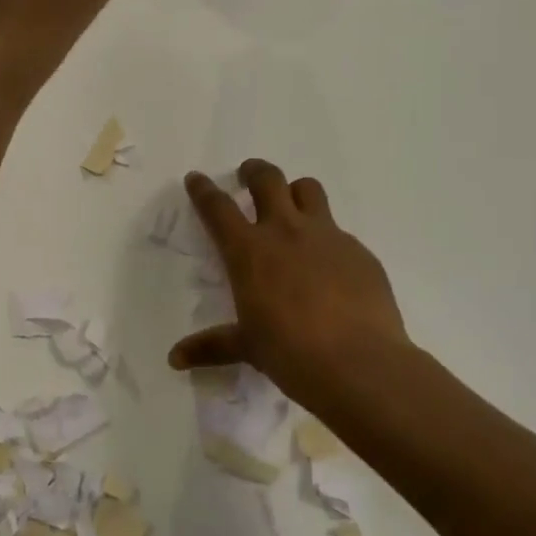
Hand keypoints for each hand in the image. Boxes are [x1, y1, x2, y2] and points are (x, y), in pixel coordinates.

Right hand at [169, 160, 409, 408]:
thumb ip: (212, 346)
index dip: (203, 190)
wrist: (360, 363)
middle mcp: (286, 231)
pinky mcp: (359, 251)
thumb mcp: (248, 348)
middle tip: (248, 176)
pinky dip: (327, 238)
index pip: (218, 208)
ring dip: (295, 191)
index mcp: (249, 251)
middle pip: (267, 179)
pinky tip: (330, 266)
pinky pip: (339, 231)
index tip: (196, 178)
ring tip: (292, 206)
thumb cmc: (291, 353)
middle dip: (254, 172)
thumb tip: (175, 358)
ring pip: (308, 189)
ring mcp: (327, 236)